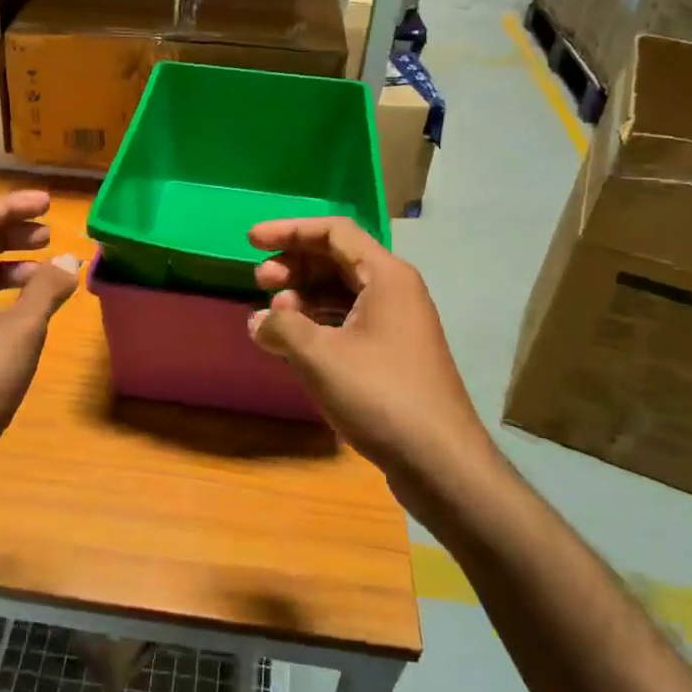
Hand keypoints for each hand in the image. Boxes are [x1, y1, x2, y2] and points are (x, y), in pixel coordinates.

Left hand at [0, 192, 81, 510]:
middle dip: (11, 233)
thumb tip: (71, 261)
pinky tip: (31, 311)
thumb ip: (46, 290)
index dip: (11, 206)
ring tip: (48, 270)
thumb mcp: (20, 330)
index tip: (49, 204)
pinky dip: (5, 297)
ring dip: (10, 266)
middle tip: (50, 233)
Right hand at [247, 217, 494, 490]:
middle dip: (294, 265)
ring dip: (304, 296)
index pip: (333, 232)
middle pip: (337, 259)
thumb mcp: (320, 356)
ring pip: (342, 292)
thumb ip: (282, 328)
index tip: (251, 241)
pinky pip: (349, 321)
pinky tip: (294, 343)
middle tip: (259, 281)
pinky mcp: (393, 355)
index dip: (289, 231)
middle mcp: (395, 291)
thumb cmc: (380, 395)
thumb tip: (259, 321)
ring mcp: (397, 324)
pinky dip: (318, 323)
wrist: (440, 461)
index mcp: (385, 276)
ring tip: (271, 315)